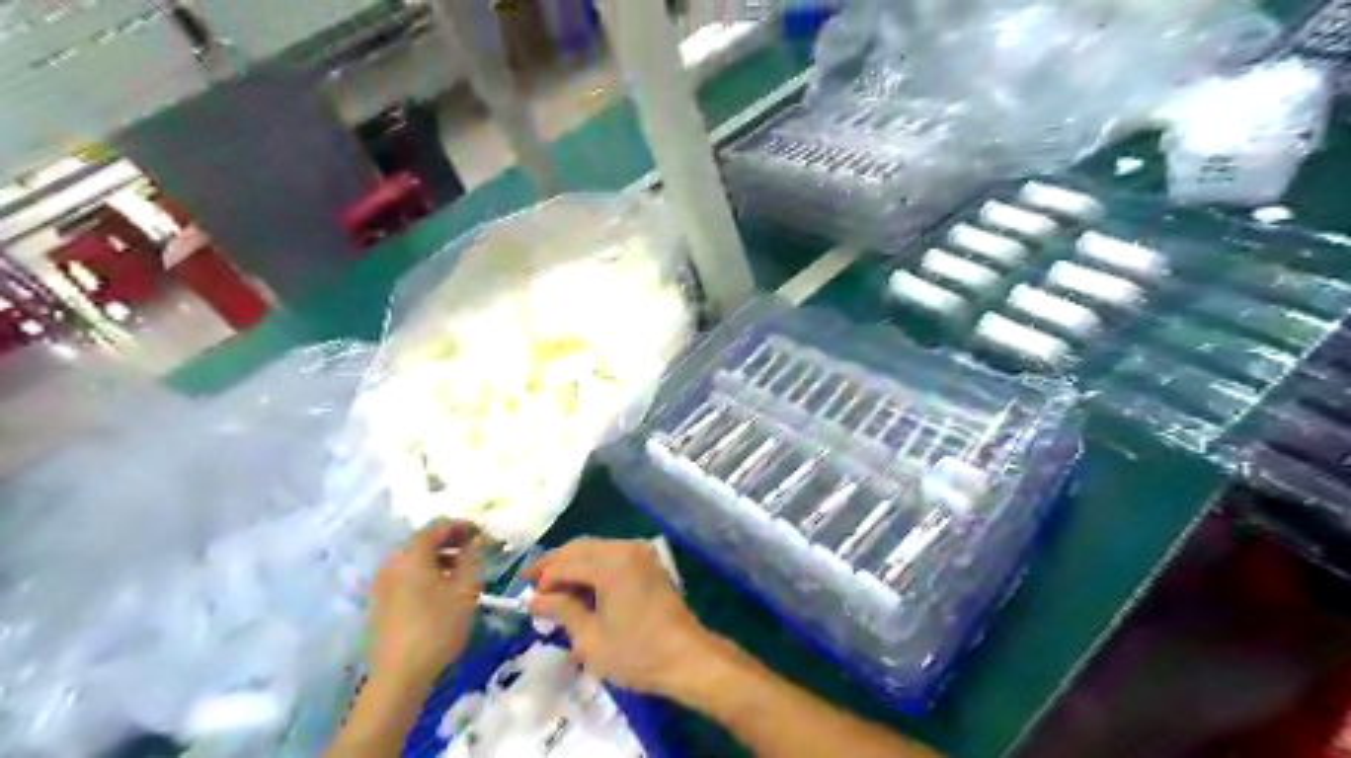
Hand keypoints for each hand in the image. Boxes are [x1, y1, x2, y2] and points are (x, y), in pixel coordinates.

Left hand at [368, 521, 484, 687]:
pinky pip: (404, 577)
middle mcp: (392, 564)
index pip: (435, 528)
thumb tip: (478, 540)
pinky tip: (439, 590)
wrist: (399, 675)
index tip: (480, 532)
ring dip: (436, 559)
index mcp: (412, 556)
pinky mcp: (379, 604)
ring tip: (459, 571)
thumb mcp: (466, 590)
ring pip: (412, 561)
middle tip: (472, 549)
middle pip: (421, 543)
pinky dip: (423, 574)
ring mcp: (381, 585)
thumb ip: (474, 558)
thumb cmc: (438, 627)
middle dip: (448, 542)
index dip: (459, 526)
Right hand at [524, 538, 715, 698]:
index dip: (544, 580)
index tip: (529, 601)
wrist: (686, 657)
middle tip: (533, 585)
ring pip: (595, 549)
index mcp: (611, 564)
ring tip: (555, 589)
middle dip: (555, 565)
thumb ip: (561, 611)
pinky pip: (612, 555)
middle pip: (580, 547)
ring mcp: (640, 552)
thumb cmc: (636, 653)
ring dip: (573, 565)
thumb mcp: (591, 639)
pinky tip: (581, 587)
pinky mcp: (648, 562)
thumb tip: (535, 600)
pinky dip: (593, 567)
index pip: (566, 563)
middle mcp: (626, 548)